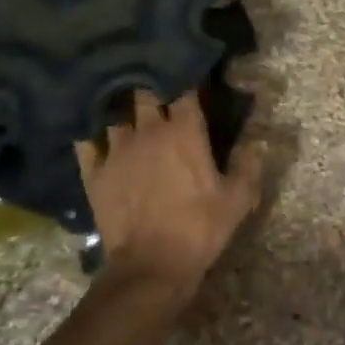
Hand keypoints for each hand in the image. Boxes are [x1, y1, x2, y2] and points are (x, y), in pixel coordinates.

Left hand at [75, 90, 263, 309]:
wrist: (151, 266)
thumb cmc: (200, 228)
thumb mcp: (238, 199)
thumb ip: (250, 165)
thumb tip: (258, 140)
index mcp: (184, 132)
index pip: (184, 89)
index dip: (186, 80)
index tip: (191, 78)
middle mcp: (148, 130)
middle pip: (145, 93)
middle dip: (152, 88)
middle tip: (158, 91)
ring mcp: (116, 150)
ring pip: (115, 115)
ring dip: (122, 112)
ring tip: (125, 111)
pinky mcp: (94, 172)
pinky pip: (87, 142)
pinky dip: (91, 136)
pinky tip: (94, 136)